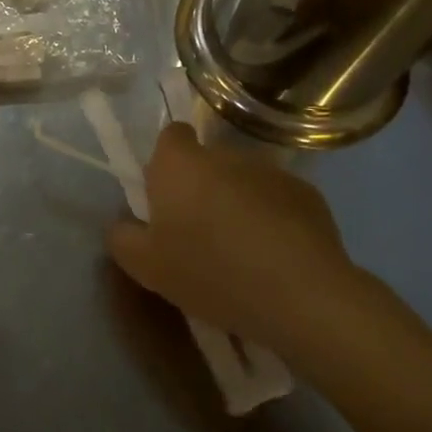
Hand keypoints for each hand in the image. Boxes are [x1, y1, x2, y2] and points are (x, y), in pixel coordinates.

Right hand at [107, 122, 370, 352]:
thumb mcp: (146, 268)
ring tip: (244, 252)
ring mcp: (270, 172)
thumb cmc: (210, 272)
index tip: (168, 196)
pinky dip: (276, 220)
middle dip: (203, 187)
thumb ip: (122, 238)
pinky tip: (278, 259)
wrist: (301, 296)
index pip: (171, 135)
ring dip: (239, 203)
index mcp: (179, 163)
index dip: (167, 161)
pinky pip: (280, 201)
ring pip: (244, 181)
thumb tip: (123, 226)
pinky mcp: (309, 196)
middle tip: (201, 233)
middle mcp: (224, 155)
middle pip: (207, 161)